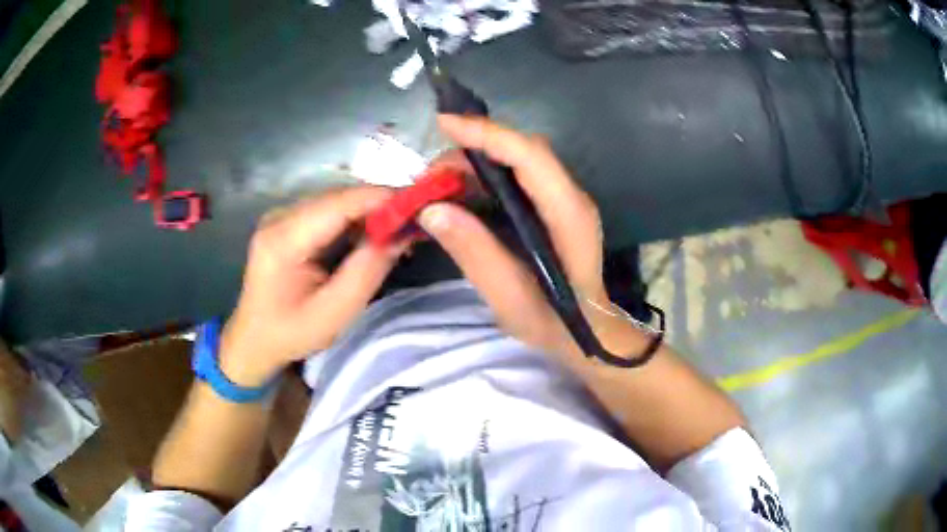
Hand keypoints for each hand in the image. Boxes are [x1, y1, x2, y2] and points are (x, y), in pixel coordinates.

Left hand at [220, 187, 406, 385]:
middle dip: (380, 205)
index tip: (421, 205)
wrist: (253, 340)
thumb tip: (403, 233)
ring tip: (400, 230)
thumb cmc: (291, 333)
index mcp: (284, 239)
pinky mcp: (287, 222)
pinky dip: (354, 220)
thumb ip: (368, 270)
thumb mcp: (335, 312)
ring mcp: (282, 216)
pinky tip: (372, 235)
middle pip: (339, 197)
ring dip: (370, 212)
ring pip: (336, 201)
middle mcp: (280, 217)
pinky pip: (328, 211)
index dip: (382, 198)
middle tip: (416, 222)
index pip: (340, 203)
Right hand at [419, 115, 623, 358]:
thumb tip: (431, 210)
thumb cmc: (555, 322)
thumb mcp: (510, 299)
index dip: (488, 134)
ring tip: (436, 190)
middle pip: (521, 151)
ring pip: (515, 161)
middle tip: (429, 180)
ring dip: (472, 166)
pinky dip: (481, 180)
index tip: (445, 123)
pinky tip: (457, 198)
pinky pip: (514, 178)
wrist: (588, 332)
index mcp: (568, 215)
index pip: (530, 156)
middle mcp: (570, 196)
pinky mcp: (550, 206)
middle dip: (471, 152)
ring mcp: (562, 199)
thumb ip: (475, 253)